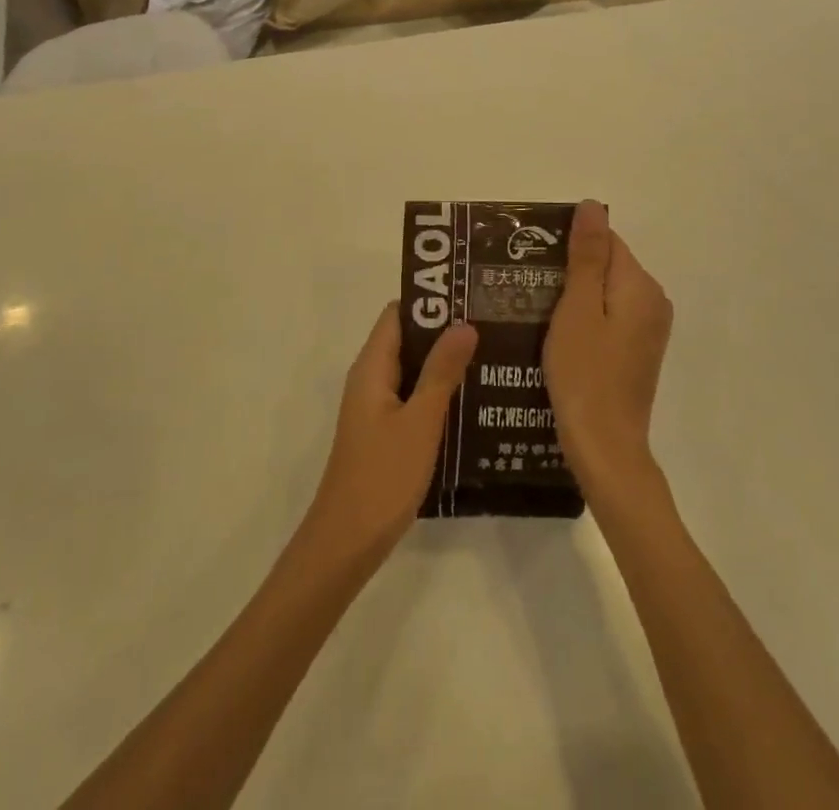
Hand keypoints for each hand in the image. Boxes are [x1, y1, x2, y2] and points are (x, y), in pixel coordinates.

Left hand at [305, 304, 477, 562]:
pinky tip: (473, 400)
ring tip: (491, 355)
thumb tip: (464, 323)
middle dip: (444, 330)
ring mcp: (377, 407)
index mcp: (371, 368)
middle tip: (490, 324)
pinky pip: (413, 397)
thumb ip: (442, 372)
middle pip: (407, 339)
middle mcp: (371, 379)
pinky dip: (438, 391)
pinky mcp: (385, 432)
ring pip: (413, 370)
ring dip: (444, 362)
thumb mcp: (420, 421)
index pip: (398, 314)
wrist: (347, 543)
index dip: (430, 301)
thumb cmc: (383, 476)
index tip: (468, 295)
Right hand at [545, 200, 673, 499]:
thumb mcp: (577, 308)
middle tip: (526, 286)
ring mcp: (648, 329)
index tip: (532, 261)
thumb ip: (586, 256)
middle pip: (606, 265)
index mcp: (640, 285)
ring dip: (573, 295)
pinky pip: (609, 317)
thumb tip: (592, 205)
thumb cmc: (584, 374)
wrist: (605, 447)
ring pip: (605, 292)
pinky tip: (556, 334)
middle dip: (568, 270)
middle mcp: (653, 301)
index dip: (567, 245)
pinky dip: (584, 318)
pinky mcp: (638, 351)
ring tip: (533, 308)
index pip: (604, 240)